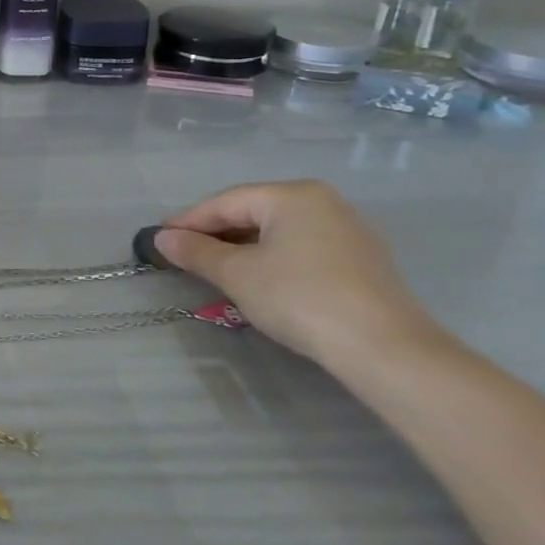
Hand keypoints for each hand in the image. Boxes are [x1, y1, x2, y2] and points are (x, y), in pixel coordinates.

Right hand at [155, 180, 447, 367]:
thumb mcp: (236, 274)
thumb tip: (162, 238)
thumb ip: (196, 251)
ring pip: (278, 233)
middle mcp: (323, 203)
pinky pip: (302, 249)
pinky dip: (272, 260)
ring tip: (215, 270)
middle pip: (252, 213)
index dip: (188, 221)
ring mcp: (348, 232)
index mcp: (292, 195)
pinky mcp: (362, 262)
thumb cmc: (300, 298)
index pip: (225, 202)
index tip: (159, 240)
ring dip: (242, 249)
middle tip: (183, 255)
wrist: (385, 349)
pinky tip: (259, 281)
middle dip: (215, 235)